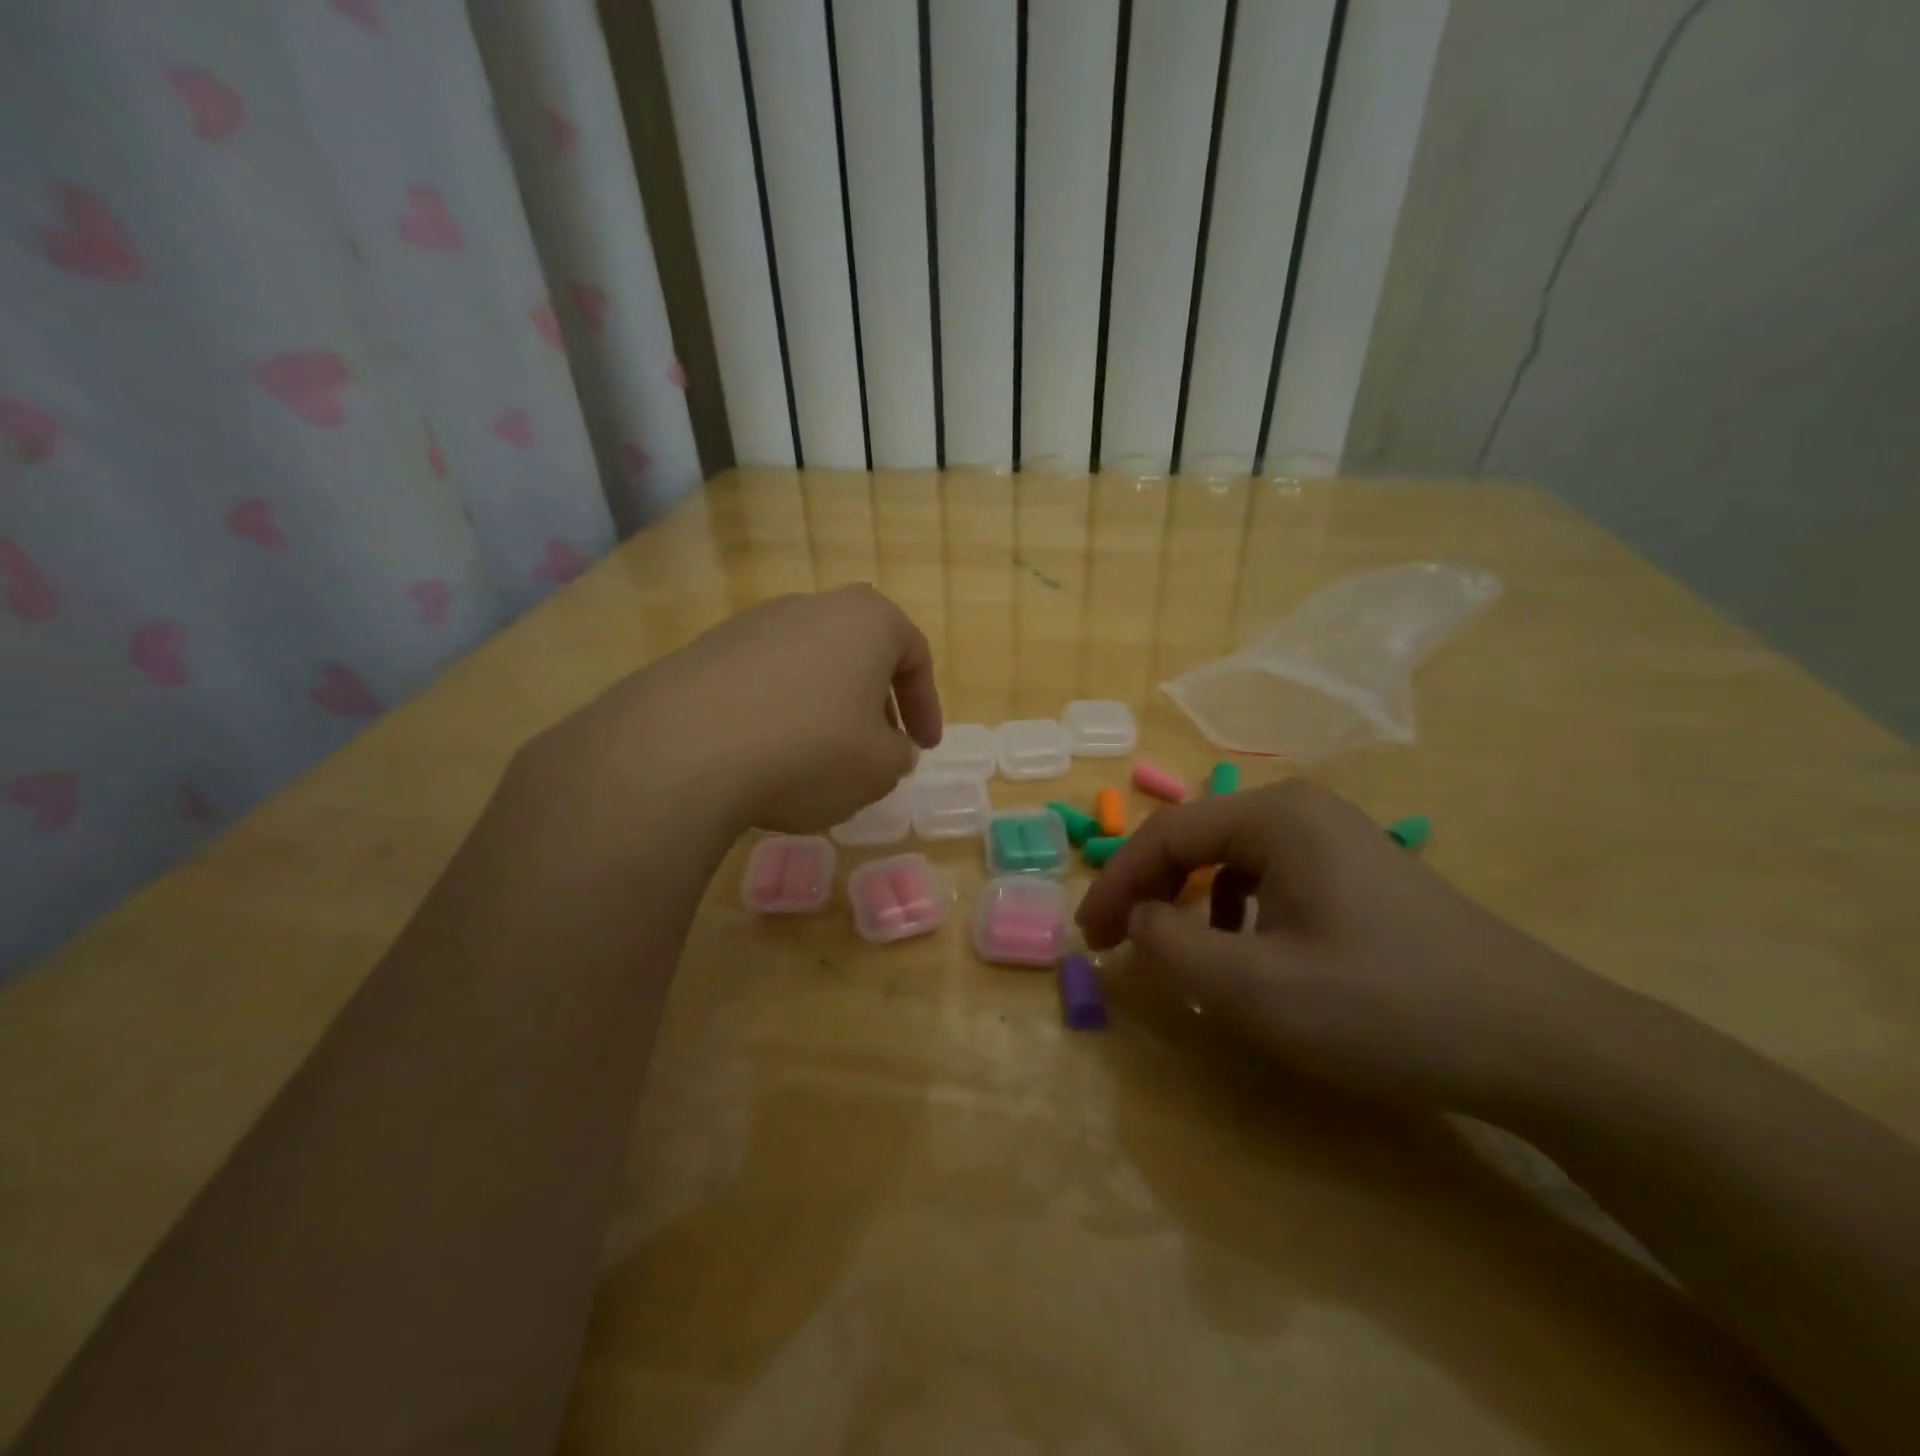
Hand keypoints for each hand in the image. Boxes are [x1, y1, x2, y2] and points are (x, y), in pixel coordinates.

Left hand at [535, 585, 941, 835]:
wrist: (686, 749)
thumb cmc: (812, 749)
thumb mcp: (881, 767)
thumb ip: (898, 755)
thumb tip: (889, 749)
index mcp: (866, 619)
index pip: (915, 654)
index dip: (926, 706)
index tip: (923, 747)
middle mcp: (810, 607)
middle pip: (857, 656)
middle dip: (872, 706)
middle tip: (875, 752)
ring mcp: (751, 625)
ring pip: (807, 669)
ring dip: (822, 711)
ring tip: (816, 762)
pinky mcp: (703, 653)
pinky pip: (760, 685)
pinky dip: (775, 716)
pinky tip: (764, 759)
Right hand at [1076, 779, 1613, 1112]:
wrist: (1541, 1042)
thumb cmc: (1385, 1006)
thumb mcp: (1256, 989)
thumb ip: (1170, 948)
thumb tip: (1139, 919)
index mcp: (1275, 816)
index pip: (1165, 835)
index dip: (1116, 885)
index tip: (1089, 939)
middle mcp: (1303, 810)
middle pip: (1197, 841)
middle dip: (1150, 892)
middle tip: (1120, 945)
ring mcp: (1338, 838)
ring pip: (1233, 862)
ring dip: (1193, 905)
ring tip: (1186, 957)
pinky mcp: (1360, 873)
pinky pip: (1272, 880)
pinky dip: (1238, 915)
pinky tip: (1254, 956)